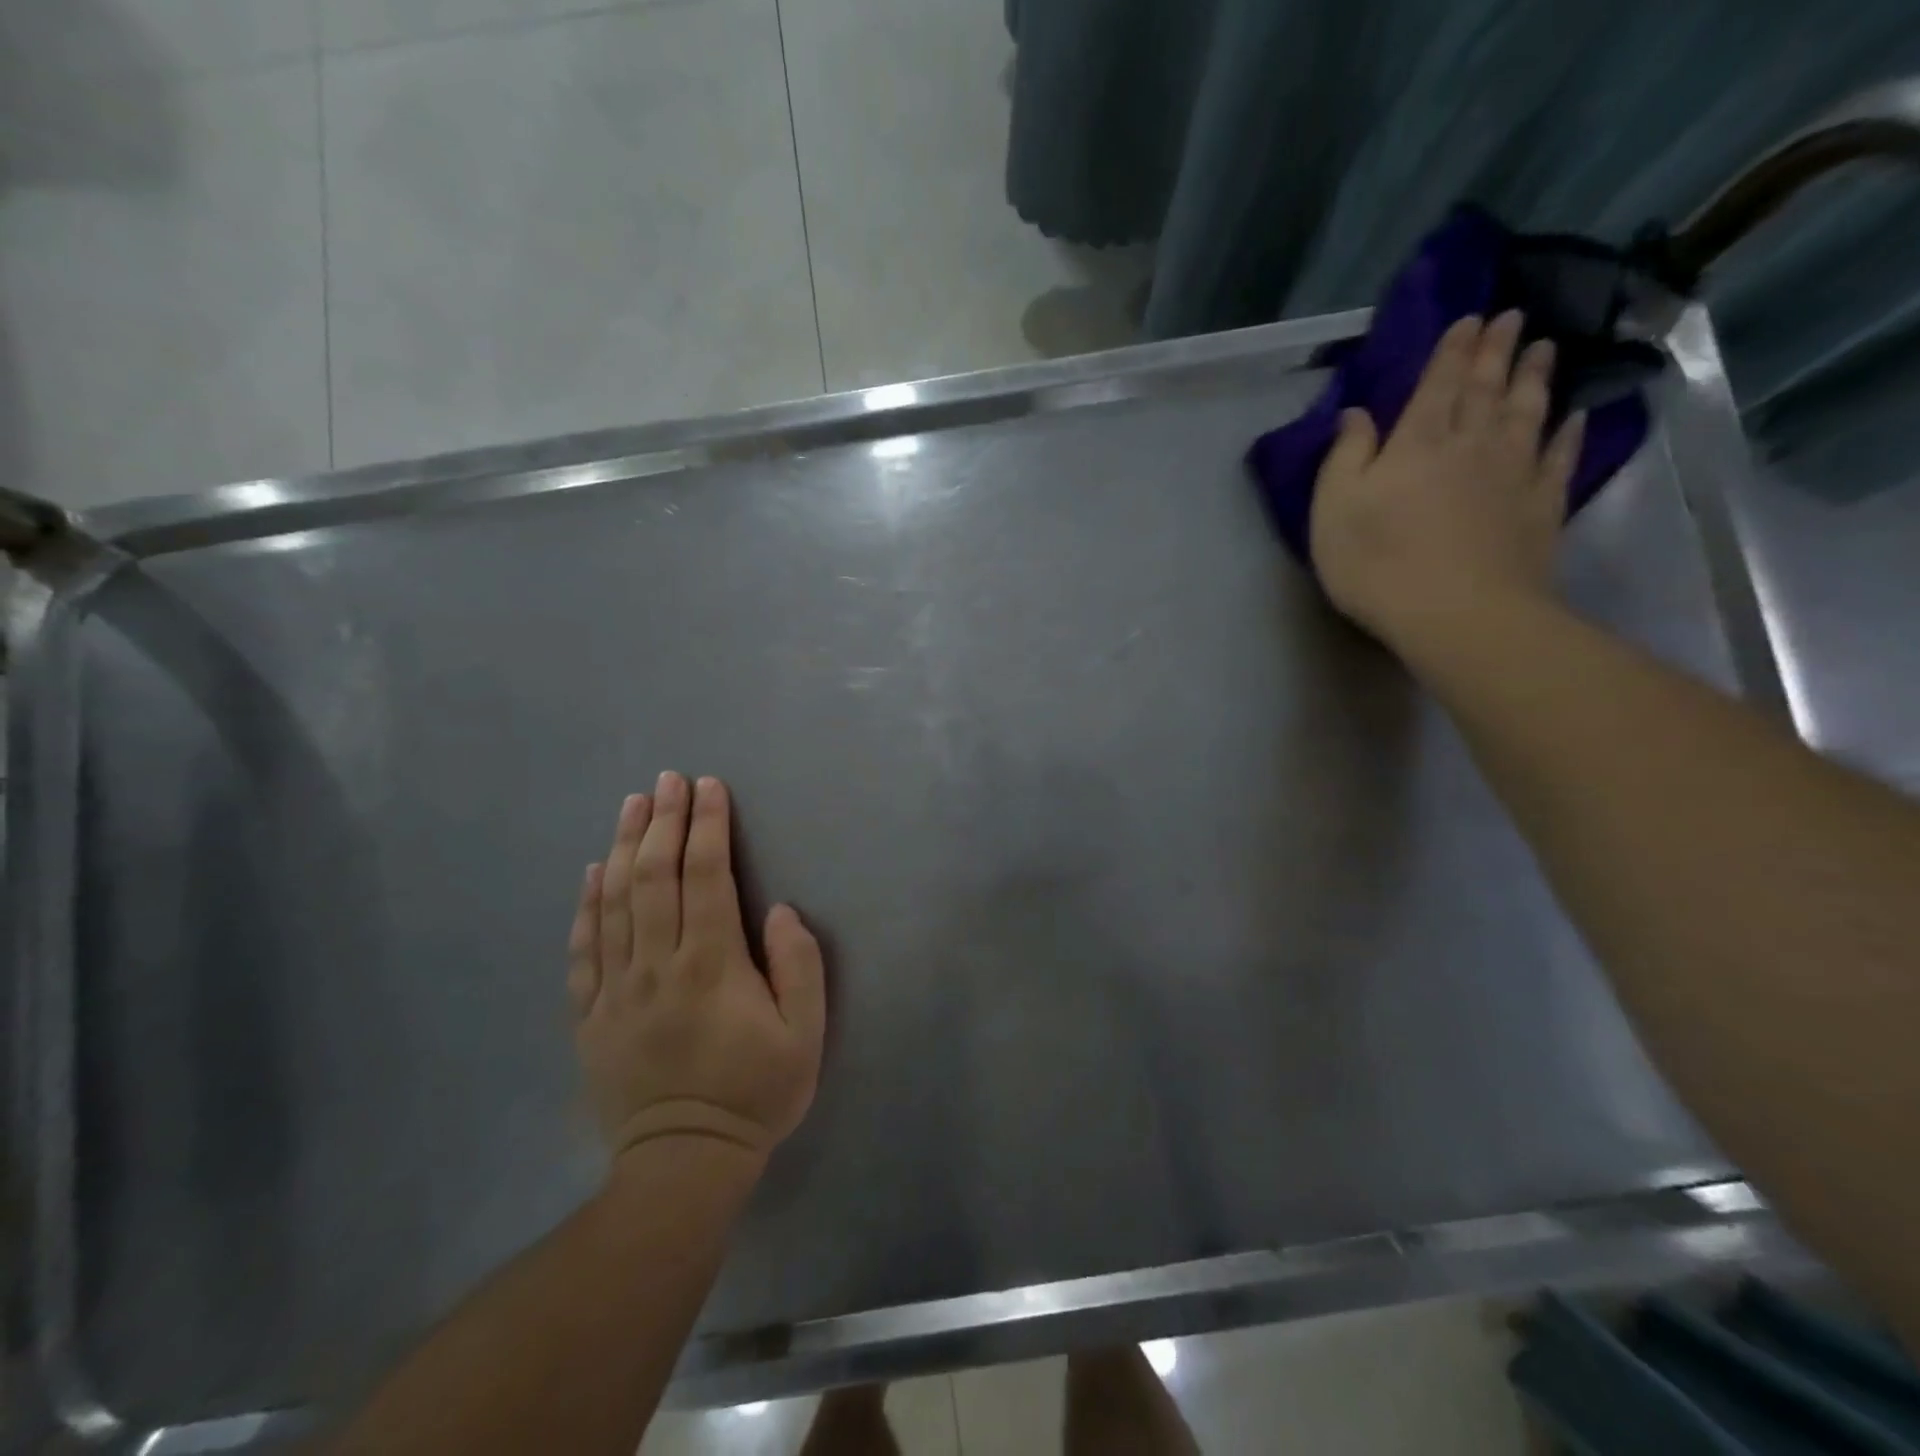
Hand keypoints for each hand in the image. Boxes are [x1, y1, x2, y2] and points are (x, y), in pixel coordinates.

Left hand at [567, 772, 825, 1166]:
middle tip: (669, 779)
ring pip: (614, 901)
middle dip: (665, 820)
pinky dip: (586, 904)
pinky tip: (593, 871)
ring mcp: (616, 989)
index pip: (706, 876)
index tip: (709, 787)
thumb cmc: (755, 1093)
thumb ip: (799, 966)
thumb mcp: (804, 1035)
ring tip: (633, 804)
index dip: (708, 825)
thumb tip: (778, 910)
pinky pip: (583, 948)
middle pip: (655, 876)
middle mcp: (657, 965)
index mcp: (711, 965)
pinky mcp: (590, 1015)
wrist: (683, 1165)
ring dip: (625, 845)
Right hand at [1310, 310, 1585, 651]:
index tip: (1471, 318)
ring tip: (1544, 349)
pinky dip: (1568, 432)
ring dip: (1535, 377)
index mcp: (1417, 441)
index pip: (1438, 382)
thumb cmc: (1378, 563)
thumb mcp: (1333, 509)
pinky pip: (1559, 457)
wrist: (1458, 613)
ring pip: (1528, 411)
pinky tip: (1575, 416)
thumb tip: (1356, 413)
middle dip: (1497, 350)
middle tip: (1512, 317)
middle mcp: (1471, 443)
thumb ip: (1344, 456)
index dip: (1452, 349)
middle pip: (1487, 387)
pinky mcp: (1542, 506)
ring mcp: (1514, 472)